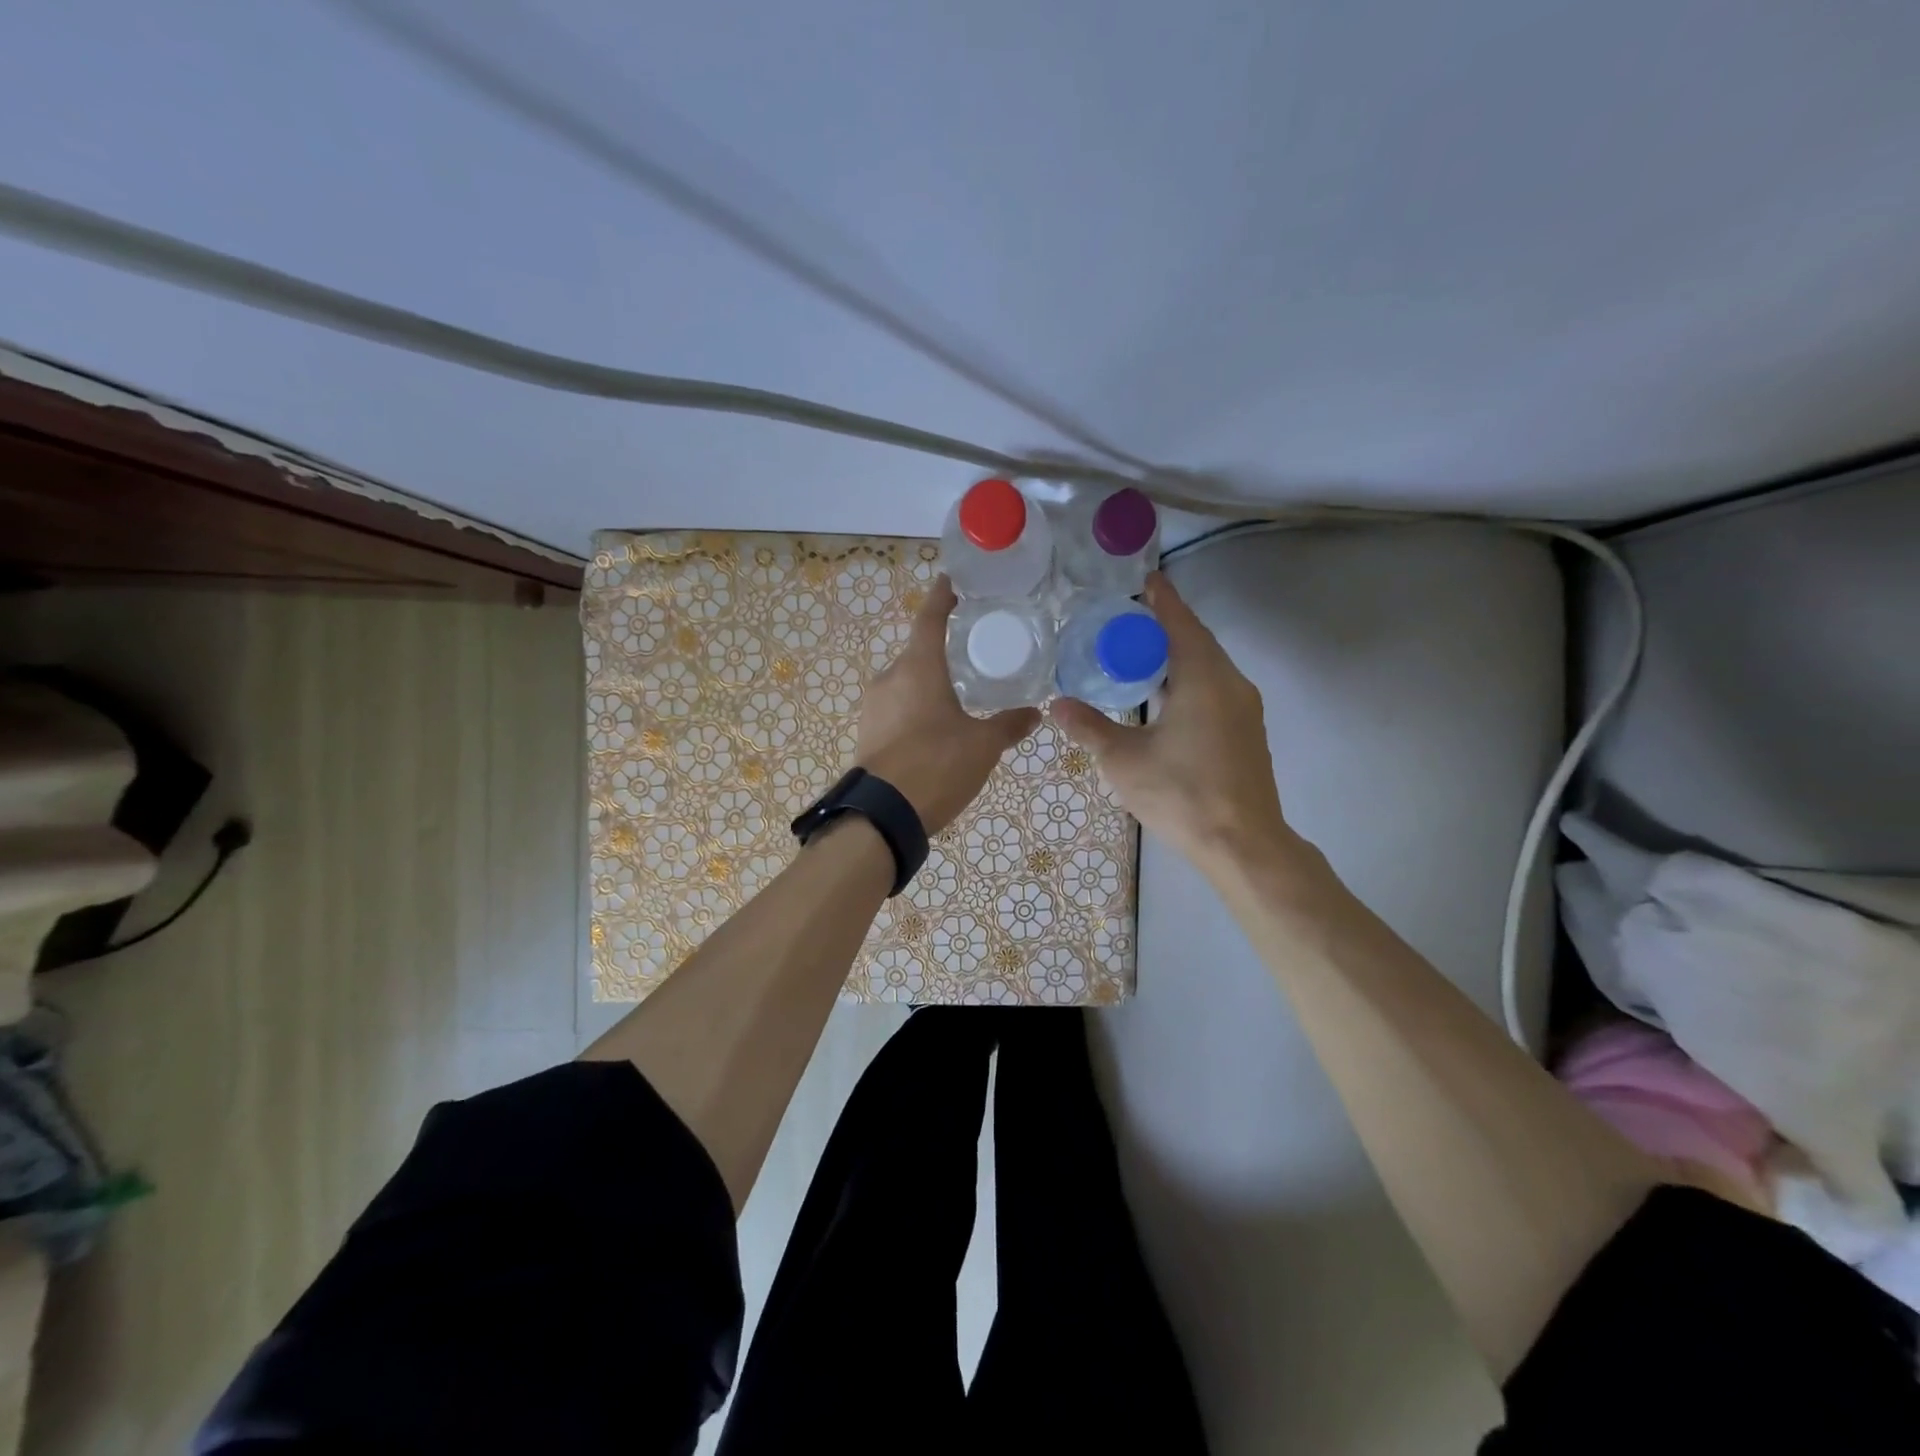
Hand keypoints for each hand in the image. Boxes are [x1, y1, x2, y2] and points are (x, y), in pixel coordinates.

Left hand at [855, 576, 1037, 834]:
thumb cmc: (936, 765)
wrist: (883, 815)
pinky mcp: (867, 733)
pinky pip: (896, 708)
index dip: (942, 597)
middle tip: (972, 654)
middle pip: (918, 653)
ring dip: (929, 684)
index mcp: (918, 667)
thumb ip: (1008, 725)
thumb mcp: (982, 745)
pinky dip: (917, 708)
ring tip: (959, 696)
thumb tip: (1035, 713)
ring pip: (906, 683)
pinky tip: (936, 729)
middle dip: (942, 652)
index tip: (952, 580)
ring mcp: (873, 706)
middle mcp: (890, 678)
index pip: (930, 618)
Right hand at [1048, 572, 1298, 870]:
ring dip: (1177, 654)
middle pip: (1197, 640)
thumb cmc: (1181, 794)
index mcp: (1203, 679)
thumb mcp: (1124, 760)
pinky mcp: (1247, 731)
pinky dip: (1189, 678)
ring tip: (1138, 654)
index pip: (1180, 623)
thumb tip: (1057, 705)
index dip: (1161, 600)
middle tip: (1125, 621)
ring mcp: (1244, 709)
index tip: (1144, 579)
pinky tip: (1164, 695)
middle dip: (1164, 626)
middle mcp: (1231, 683)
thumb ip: (1089, 728)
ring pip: (1208, 666)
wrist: (1243, 844)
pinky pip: (1215, 687)